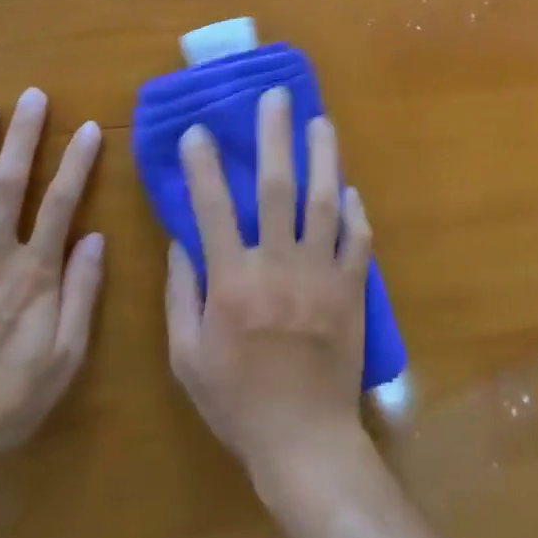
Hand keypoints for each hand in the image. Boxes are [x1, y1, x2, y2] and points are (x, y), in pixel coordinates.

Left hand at [0, 87, 104, 468]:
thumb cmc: (8, 400)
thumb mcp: (65, 356)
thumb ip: (81, 294)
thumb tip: (95, 238)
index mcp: (33, 275)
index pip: (60, 203)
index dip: (76, 162)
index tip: (87, 128)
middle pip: (6, 185)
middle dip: (21, 136)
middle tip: (30, 96)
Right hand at [164, 87, 375, 495]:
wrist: (304, 440)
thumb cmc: (237, 402)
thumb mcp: (186, 357)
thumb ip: (180, 295)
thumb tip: (182, 241)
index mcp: (231, 282)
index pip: (212, 209)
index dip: (203, 166)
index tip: (199, 130)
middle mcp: (278, 266)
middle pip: (276, 188)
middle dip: (275, 137)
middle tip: (277, 97)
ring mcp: (321, 274)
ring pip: (324, 201)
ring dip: (322, 156)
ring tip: (320, 121)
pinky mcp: (352, 287)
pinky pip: (357, 238)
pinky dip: (354, 210)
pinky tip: (349, 187)